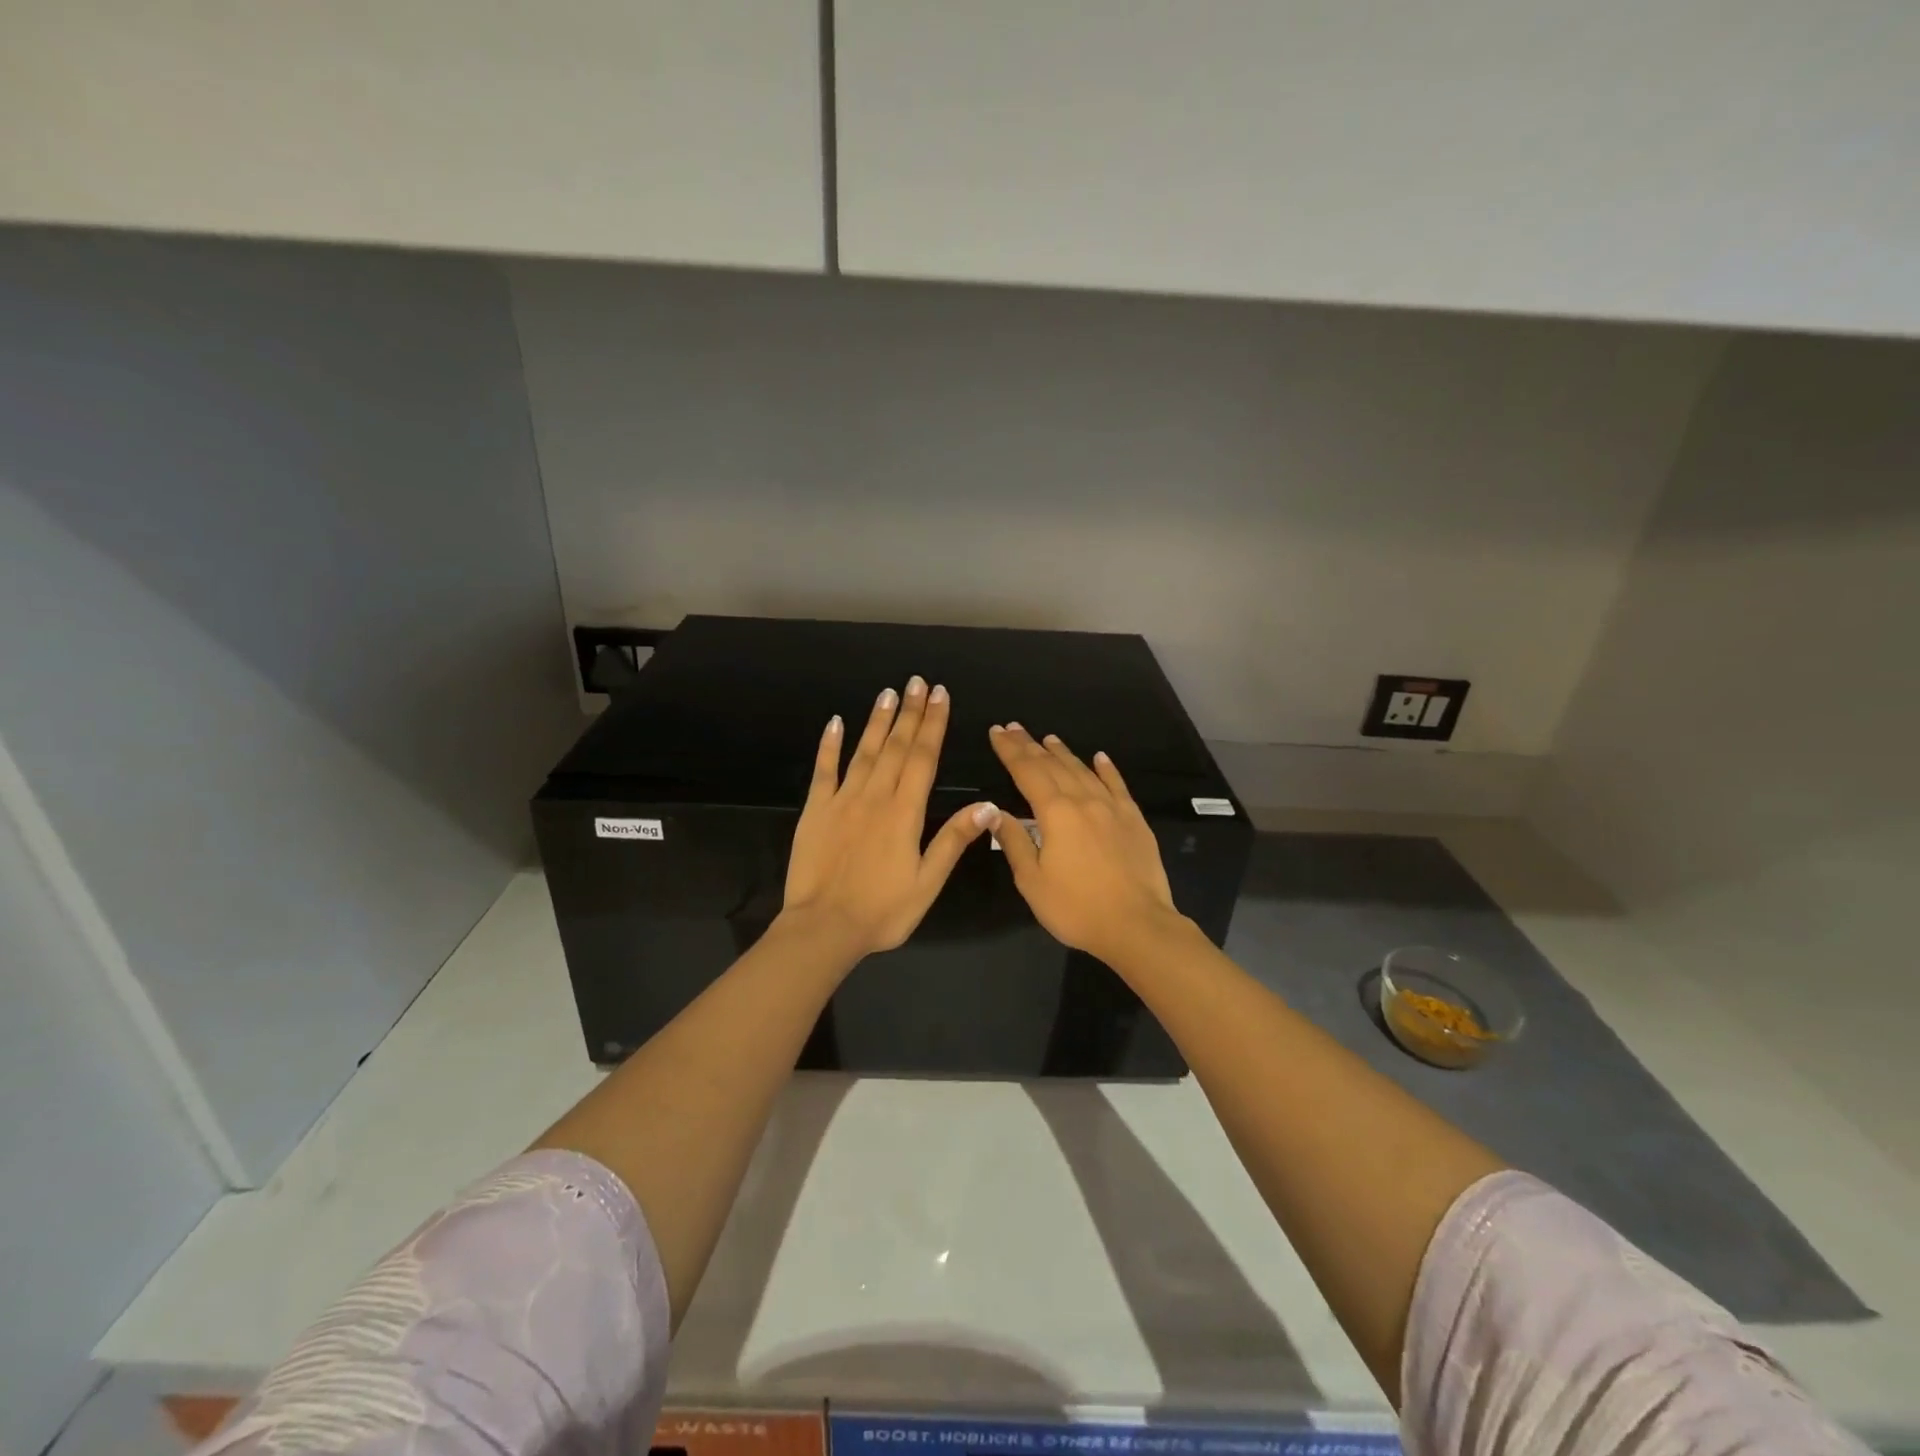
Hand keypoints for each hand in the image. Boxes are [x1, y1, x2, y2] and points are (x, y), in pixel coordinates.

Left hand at [782, 677, 995, 957]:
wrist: (823, 928)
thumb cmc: (882, 911)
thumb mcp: (927, 883)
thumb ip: (953, 840)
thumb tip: (987, 806)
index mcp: (905, 812)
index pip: (923, 757)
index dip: (933, 724)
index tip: (940, 695)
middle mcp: (874, 797)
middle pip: (896, 746)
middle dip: (910, 712)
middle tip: (918, 682)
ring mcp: (842, 800)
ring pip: (863, 751)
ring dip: (877, 720)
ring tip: (889, 692)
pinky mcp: (814, 810)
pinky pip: (823, 770)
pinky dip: (830, 744)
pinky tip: (836, 722)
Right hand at [985, 724, 1185, 964]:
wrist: (1137, 925)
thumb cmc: (1077, 907)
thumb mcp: (1032, 881)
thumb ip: (1014, 842)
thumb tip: (994, 812)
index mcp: (1055, 813)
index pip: (1027, 772)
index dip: (1010, 751)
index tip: (996, 732)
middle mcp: (1084, 801)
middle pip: (1053, 765)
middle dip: (1030, 745)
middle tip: (1014, 727)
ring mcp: (1113, 808)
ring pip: (1084, 771)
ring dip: (1064, 752)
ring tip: (1048, 738)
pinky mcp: (1134, 820)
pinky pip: (1118, 786)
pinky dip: (1107, 769)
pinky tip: (1100, 757)